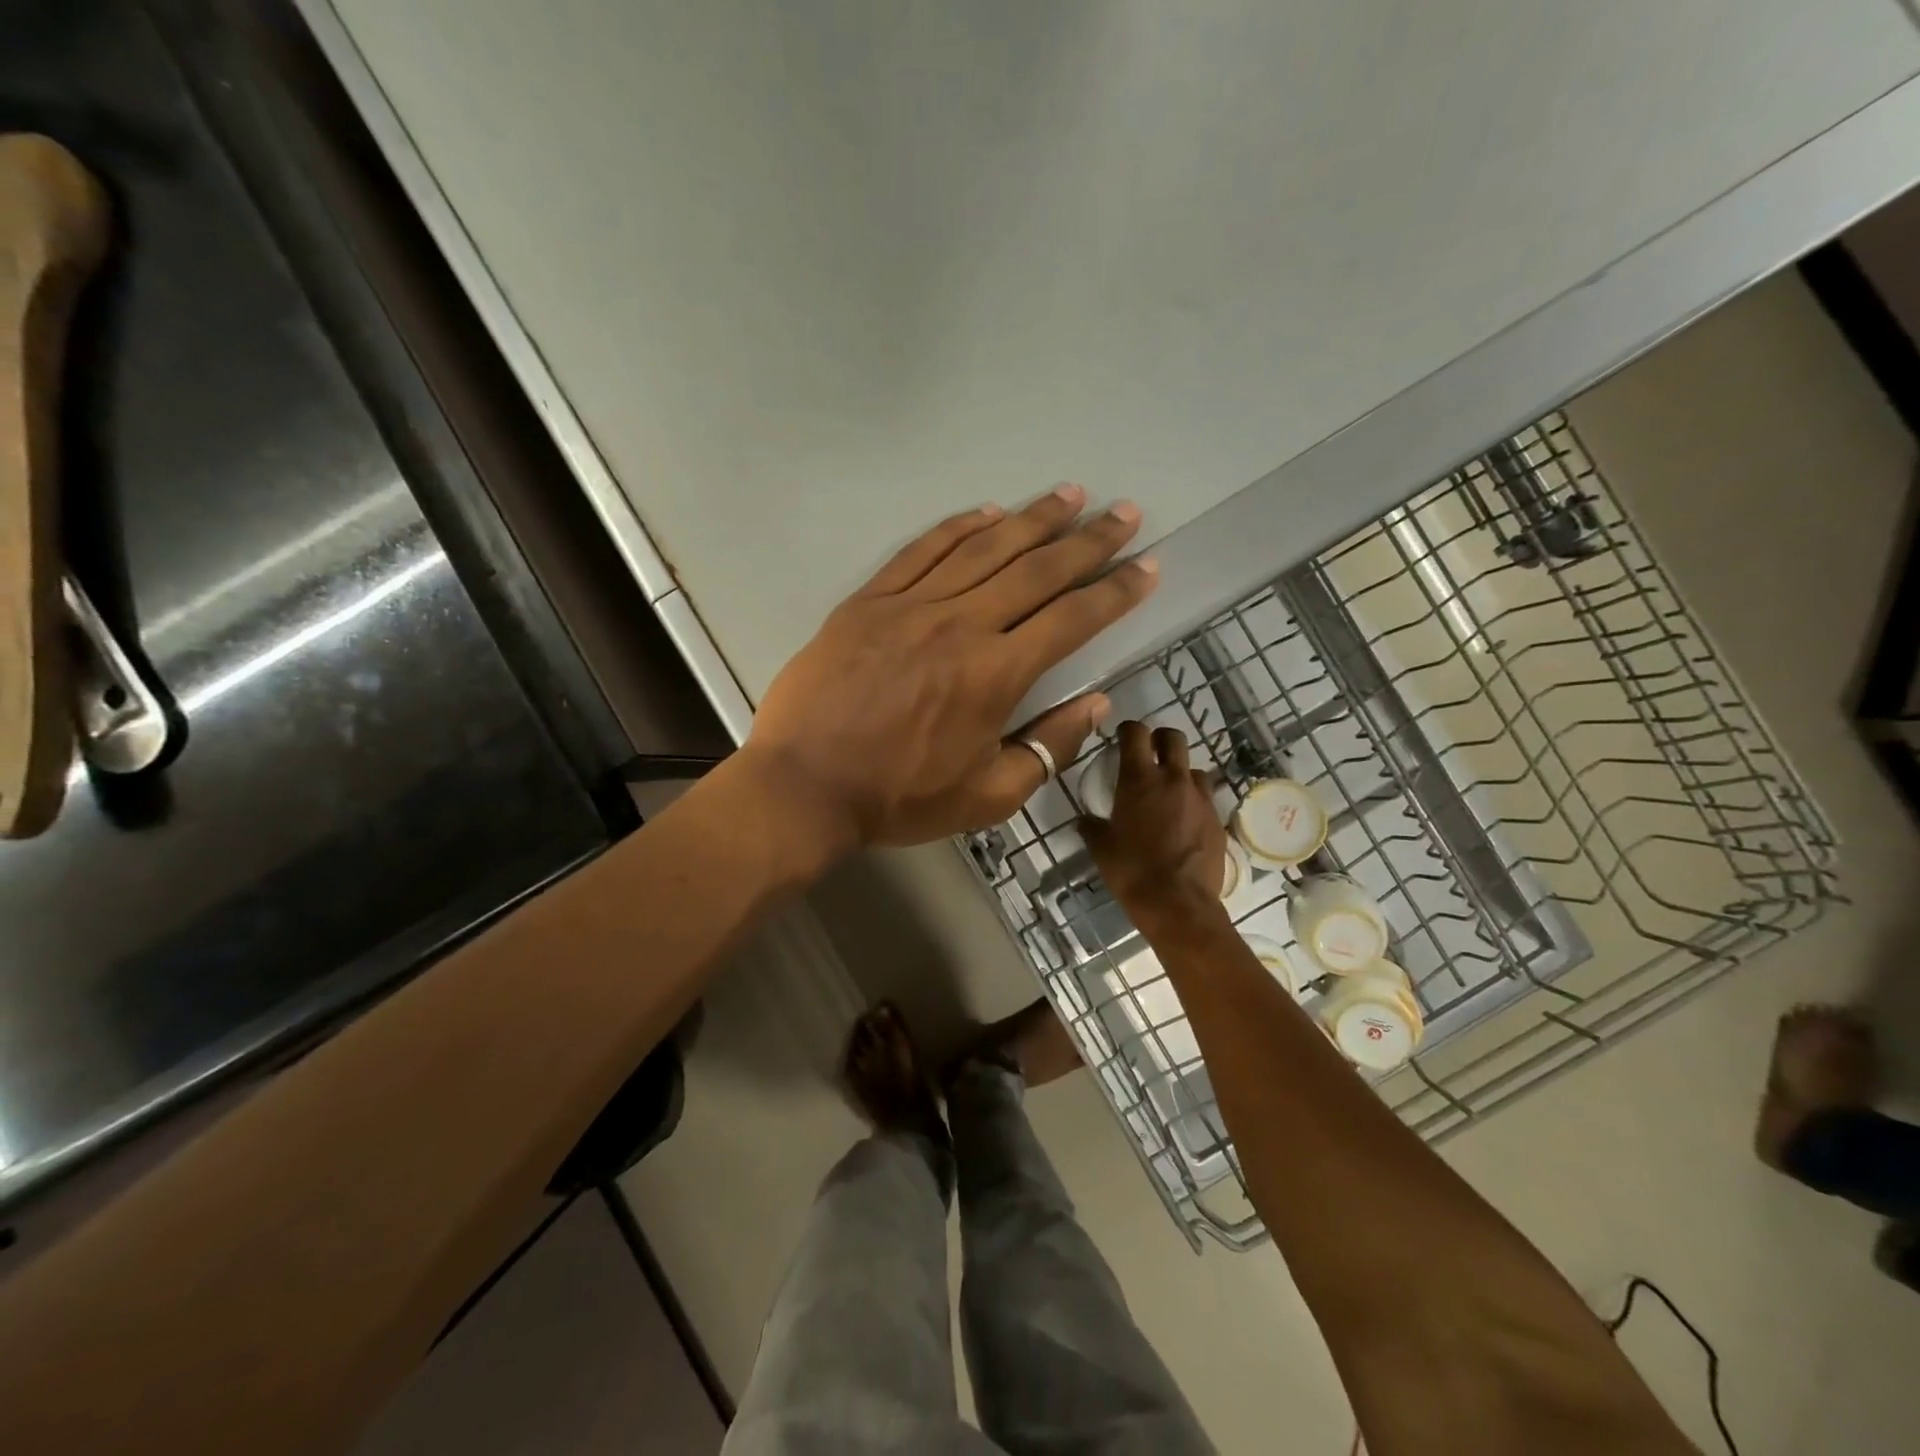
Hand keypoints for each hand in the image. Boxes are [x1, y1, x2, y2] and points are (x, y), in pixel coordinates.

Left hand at [745, 486, 1158, 850]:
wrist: (805, 785)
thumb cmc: (900, 797)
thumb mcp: (988, 795)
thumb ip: (1048, 747)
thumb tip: (1096, 704)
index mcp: (996, 674)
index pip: (1072, 619)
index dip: (1116, 591)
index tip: (1147, 566)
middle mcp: (961, 625)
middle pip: (1037, 570)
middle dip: (1088, 540)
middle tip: (1124, 512)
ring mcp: (911, 606)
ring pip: (985, 548)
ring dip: (1033, 518)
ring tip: (1070, 494)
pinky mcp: (869, 601)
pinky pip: (922, 550)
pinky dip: (959, 526)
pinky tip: (988, 511)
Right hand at [1082, 722, 1227, 919]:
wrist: (1178, 904)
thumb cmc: (1132, 872)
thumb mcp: (1101, 848)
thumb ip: (1092, 827)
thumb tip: (1086, 820)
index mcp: (1139, 779)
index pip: (1136, 733)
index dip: (1128, 730)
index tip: (1121, 738)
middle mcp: (1173, 779)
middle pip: (1173, 738)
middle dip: (1160, 740)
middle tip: (1149, 755)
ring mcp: (1200, 798)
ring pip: (1193, 768)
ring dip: (1180, 773)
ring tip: (1169, 793)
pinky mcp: (1217, 819)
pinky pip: (1205, 798)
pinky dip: (1193, 801)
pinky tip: (1184, 822)